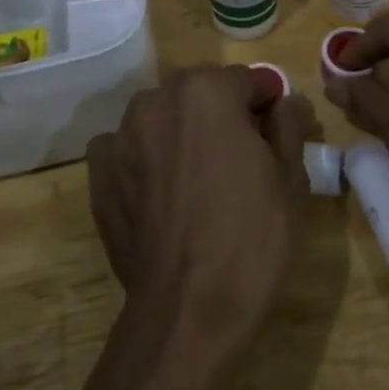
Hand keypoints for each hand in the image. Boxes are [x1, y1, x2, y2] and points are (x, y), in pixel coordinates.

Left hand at [88, 65, 318, 354]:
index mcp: (207, 92)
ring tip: (197, 179)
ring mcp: (121, 136)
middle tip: (241, 159)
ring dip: (182, 132)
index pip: (246, 80)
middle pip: (201, 94)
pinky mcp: (98, 173)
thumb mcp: (290, 178)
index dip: (266, 106)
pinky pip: (126, 147)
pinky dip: (144, 157)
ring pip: (163, 117)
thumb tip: (286, 102)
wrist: (188, 309)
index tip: (275, 135)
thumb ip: (289, 125)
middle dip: (222, 115)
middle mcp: (157, 100)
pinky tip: (160, 192)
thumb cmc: (251, 238)